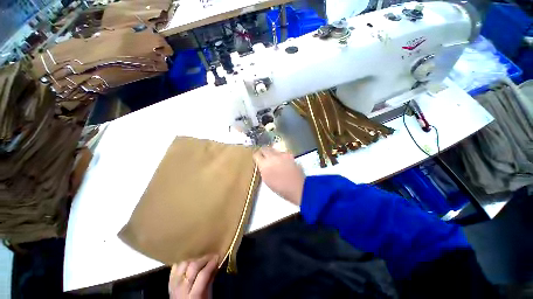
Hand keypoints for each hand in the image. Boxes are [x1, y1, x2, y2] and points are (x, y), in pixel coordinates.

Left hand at [169, 255, 217, 298]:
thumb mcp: (207, 296)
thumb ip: (210, 281)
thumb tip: (216, 265)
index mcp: (193, 296)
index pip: (203, 275)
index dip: (211, 264)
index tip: (218, 257)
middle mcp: (182, 289)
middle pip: (193, 267)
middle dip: (204, 259)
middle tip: (212, 256)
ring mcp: (174, 284)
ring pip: (184, 264)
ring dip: (194, 260)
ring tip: (201, 260)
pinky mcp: (169, 281)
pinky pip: (175, 267)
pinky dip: (183, 263)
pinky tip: (189, 263)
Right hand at [253, 147, 304, 204]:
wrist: (297, 187)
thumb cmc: (280, 188)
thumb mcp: (266, 180)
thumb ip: (263, 169)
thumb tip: (262, 164)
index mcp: (264, 164)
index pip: (256, 154)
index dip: (256, 156)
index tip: (257, 157)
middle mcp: (272, 157)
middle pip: (264, 148)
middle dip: (263, 151)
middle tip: (264, 156)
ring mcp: (282, 154)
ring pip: (273, 149)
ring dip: (272, 153)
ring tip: (274, 160)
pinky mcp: (289, 155)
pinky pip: (282, 152)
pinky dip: (281, 155)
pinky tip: (283, 161)